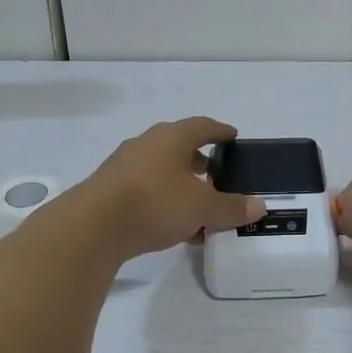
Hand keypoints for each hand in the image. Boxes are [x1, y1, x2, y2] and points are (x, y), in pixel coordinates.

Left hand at [79, 118, 264, 259]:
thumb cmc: (155, 203)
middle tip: (216, 173)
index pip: (203, 126)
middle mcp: (147, 143)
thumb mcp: (202, 207)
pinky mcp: (109, 189)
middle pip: (178, 145)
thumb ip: (231, 207)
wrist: (92, 227)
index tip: (233, 137)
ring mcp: (124, 165)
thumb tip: (259, 206)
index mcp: (172, 137)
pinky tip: (171, 223)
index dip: (220, 131)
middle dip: (198, 158)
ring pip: (160, 168)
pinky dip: (162, 199)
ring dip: (179, 182)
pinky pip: (145, 188)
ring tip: (196, 203)